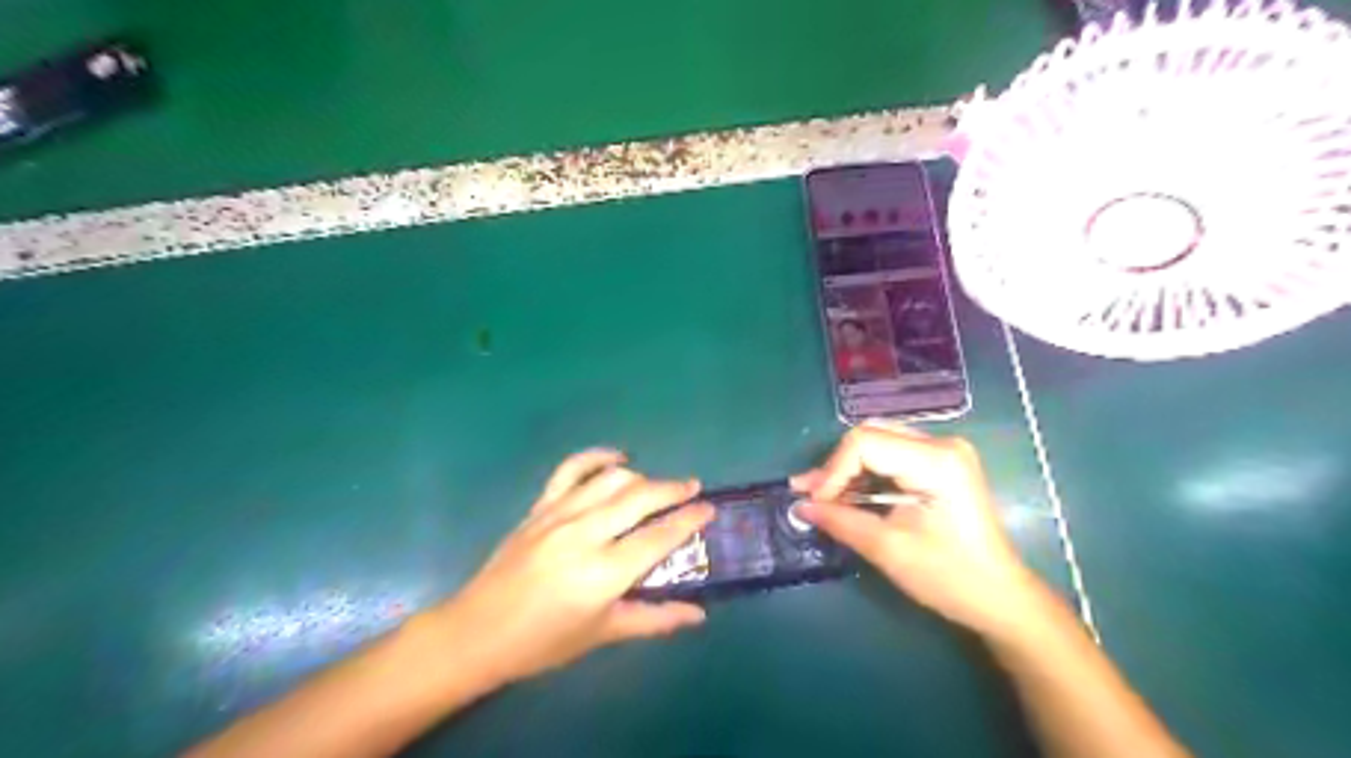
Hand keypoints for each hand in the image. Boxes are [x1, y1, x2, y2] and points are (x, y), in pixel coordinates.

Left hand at [433, 451, 717, 693]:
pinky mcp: (539, 507)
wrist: (477, 632)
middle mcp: (584, 534)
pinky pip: (571, 469)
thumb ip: (655, 619)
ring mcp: (559, 515)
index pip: (658, 537)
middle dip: (672, 489)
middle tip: (693, 488)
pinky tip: (616, 458)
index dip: (689, 520)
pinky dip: (596, 457)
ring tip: (657, 486)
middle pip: (639, 497)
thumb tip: (699, 614)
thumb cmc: (543, 643)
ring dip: (641, 477)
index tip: (709, 508)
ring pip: (611, 479)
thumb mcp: (603, 634)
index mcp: (603, 573)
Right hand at [793, 423, 1035, 636]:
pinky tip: (850, 494)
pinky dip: (867, 473)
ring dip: (848, 469)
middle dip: (837, 466)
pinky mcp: (942, 463)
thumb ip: (841, 520)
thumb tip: (799, 506)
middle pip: (870, 435)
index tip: (815, 502)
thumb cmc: (948, 576)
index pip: (865, 443)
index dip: (832, 470)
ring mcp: (944, 451)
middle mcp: (941, 443)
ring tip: (822, 496)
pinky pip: (892, 454)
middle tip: (810, 495)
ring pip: (878, 441)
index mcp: (936, 460)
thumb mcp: (888, 549)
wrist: (1000, 597)